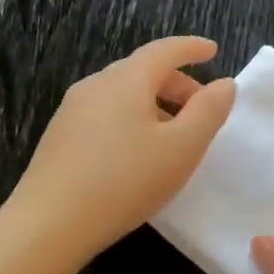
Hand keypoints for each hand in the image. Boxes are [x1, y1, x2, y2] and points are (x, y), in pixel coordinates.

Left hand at [11, 37, 236, 265]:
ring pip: (122, 94)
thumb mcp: (182, 148)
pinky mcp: (59, 137)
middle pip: (142, 71)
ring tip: (172, 137)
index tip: (213, 51)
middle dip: (176, 84)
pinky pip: (105, 115)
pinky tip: (136, 155)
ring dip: (154, 105)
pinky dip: (131, 120)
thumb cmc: (125, 181)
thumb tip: (224, 84)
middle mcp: (95, 85)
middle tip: (201, 109)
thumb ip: (208, 112)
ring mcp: (72, 111)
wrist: (49, 224)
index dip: (192, 48)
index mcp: (126, 80)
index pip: (164, 50)